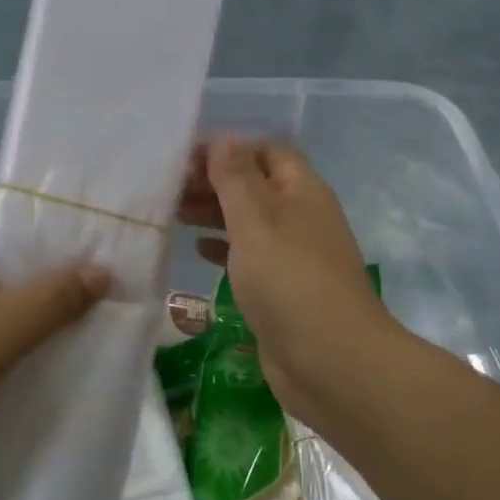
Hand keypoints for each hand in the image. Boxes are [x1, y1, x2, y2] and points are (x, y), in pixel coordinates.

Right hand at [180, 138, 395, 422]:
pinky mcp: (282, 289)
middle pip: (255, 185)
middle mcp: (300, 217)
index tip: (183, 158)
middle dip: (214, 181)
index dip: (227, 148)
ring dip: (214, 213)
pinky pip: (250, 256)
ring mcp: (293, 255)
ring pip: (250, 221)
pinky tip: (198, 249)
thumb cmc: (290, 280)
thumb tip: (223, 138)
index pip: (265, 151)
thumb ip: (236, 178)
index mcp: (302, 190)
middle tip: (168, 188)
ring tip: (172, 212)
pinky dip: (224, 247)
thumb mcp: (256, 220)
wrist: (331, 361)